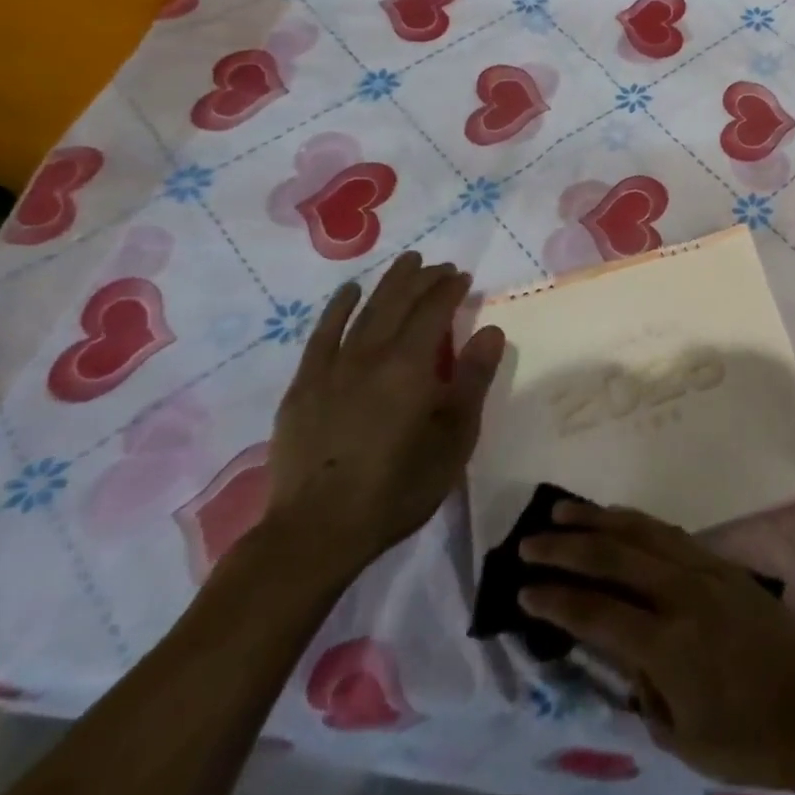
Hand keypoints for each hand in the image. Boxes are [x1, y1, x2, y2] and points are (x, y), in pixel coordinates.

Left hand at [264, 251, 504, 588]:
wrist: (317, 531)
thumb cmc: (399, 486)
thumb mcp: (455, 437)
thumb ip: (473, 379)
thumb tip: (490, 330)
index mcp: (411, 365)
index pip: (434, 310)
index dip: (450, 289)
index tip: (463, 277)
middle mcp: (370, 354)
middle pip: (399, 302)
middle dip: (422, 279)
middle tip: (438, 265)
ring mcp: (331, 368)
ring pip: (364, 311)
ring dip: (388, 284)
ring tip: (405, 263)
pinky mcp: (303, 387)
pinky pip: (322, 335)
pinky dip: (337, 308)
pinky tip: (349, 293)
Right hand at [519, 501, 794, 790]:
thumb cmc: (745, 737)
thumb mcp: (679, 733)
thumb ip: (641, 685)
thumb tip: (619, 650)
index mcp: (668, 642)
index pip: (597, 612)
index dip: (556, 599)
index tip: (521, 589)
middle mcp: (683, 592)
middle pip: (615, 556)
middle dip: (568, 547)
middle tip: (529, 541)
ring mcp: (706, 569)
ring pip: (644, 531)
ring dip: (601, 519)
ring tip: (565, 511)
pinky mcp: (723, 562)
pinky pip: (671, 534)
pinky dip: (638, 523)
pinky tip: (620, 521)